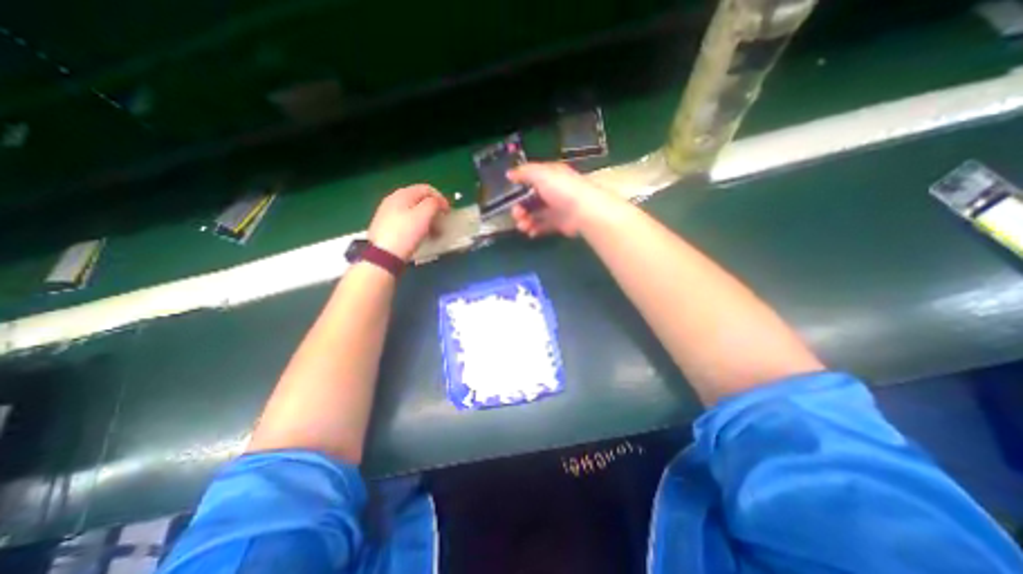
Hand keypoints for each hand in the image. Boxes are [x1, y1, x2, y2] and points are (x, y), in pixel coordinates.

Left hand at [369, 183, 448, 260]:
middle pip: (420, 200)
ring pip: (414, 212)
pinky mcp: (387, 227)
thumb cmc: (406, 233)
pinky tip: (421, 237)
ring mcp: (388, 213)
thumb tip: (438, 202)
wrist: (383, 256)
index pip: (426, 189)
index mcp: (403, 194)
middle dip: (434, 210)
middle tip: (442, 223)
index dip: (441, 198)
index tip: (448, 213)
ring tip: (434, 233)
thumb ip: (434, 204)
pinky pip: (407, 221)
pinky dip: (418, 226)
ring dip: (427, 220)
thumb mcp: (424, 215)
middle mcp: (393, 200)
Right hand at [506, 162, 617, 238]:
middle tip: (517, 215)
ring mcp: (556, 208)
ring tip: (523, 226)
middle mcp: (553, 191)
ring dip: (525, 220)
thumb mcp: (541, 174)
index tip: (509, 196)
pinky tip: (530, 232)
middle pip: (531, 200)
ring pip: (536, 214)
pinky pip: (543, 226)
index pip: (531, 179)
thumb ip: (524, 172)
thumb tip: (509, 174)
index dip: (519, 187)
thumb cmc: (561, 189)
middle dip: (520, 208)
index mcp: (550, 176)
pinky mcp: (559, 223)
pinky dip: (535, 229)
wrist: (583, 211)